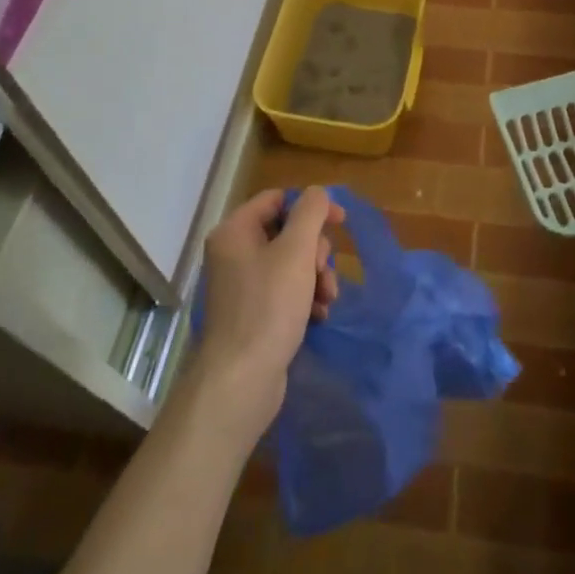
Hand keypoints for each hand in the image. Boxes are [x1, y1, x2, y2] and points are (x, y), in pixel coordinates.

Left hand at [187, 187, 342, 442]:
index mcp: (235, 231)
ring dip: (316, 276)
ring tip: (326, 299)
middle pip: (287, 232)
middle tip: (323, 271)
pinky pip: (286, 291)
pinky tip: (318, 316)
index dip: (311, 206)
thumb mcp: (295, 251)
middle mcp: (234, 253)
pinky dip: (306, 298)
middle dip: (315, 250)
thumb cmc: (268, 307)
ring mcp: (242, 286)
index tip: (341, 221)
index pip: (277, 199)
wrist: (241, 380)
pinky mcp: (253, 314)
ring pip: (291, 263)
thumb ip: (310, 212)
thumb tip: (317, 193)